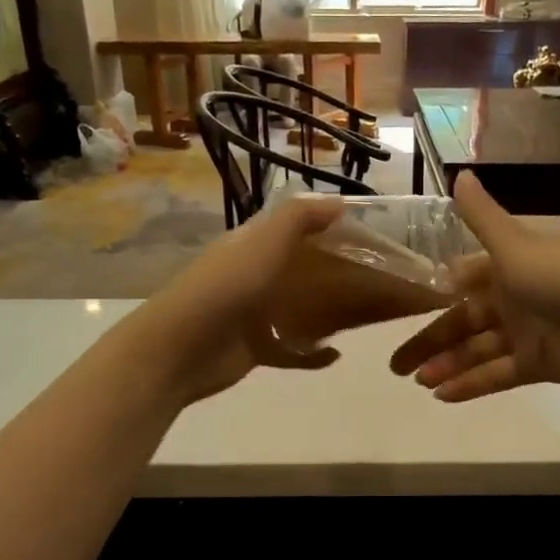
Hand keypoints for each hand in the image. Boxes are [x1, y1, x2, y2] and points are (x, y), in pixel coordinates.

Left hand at [117, 196, 347, 404]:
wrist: (181, 349)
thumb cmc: (226, 288)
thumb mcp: (264, 242)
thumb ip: (300, 217)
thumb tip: (341, 203)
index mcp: (254, 244)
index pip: (297, 229)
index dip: (329, 229)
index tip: (369, 239)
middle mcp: (255, 275)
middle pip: (304, 271)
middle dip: (336, 274)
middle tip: (378, 281)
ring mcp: (255, 314)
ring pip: (300, 310)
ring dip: (328, 313)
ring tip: (366, 316)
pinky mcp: (256, 349)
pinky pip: (291, 351)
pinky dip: (312, 354)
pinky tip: (336, 356)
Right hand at [389, 174, 559, 401]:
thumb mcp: (518, 246)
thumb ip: (483, 218)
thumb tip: (459, 173)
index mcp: (509, 265)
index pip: (462, 280)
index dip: (434, 295)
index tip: (401, 309)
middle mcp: (514, 297)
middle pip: (463, 321)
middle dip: (430, 341)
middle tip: (394, 365)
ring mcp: (526, 333)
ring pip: (476, 351)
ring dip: (447, 365)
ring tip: (416, 382)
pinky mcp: (538, 364)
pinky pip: (497, 374)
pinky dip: (472, 384)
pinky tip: (442, 395)